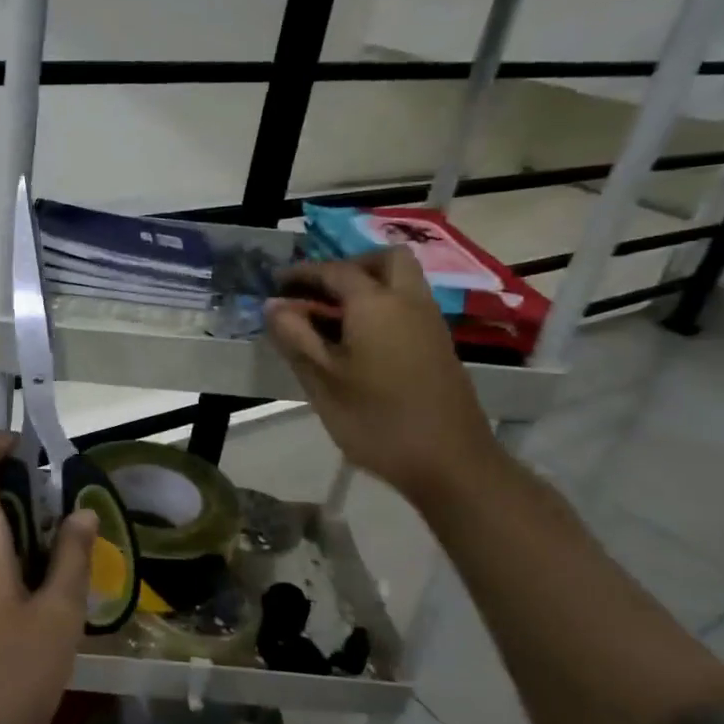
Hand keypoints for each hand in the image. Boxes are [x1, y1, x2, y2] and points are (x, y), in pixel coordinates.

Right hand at [265, 247, 505, 507]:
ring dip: (367, 287)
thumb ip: (295, 337)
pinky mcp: (438, 346)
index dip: (303, 272)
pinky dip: (381, 308)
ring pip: (400, 283)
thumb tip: (274, 305)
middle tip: (318, 292)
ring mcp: (430, 324)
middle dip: (348, 266)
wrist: (449, 462)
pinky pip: (407, 307)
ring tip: (330, 319)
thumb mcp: (322, 380)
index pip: (335, 271)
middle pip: (384, 261)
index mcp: (376, 304)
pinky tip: (356, 342)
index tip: (276, 282)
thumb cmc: (376, 420)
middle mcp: (408, 302)